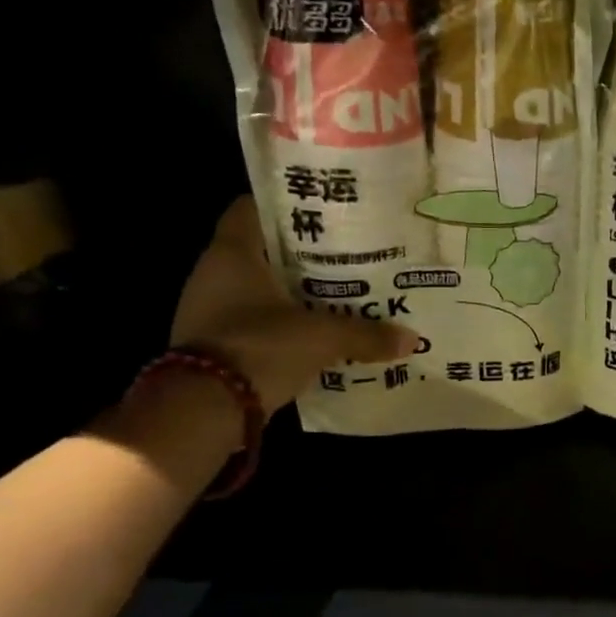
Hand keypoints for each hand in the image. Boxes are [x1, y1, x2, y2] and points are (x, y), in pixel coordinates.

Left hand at [171, 197, 416, 412]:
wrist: (203, 410)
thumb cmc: (259, 347)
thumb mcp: (322, 338)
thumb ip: (366, 334)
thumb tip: (412, 339)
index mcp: (232, 252)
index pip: (252, 208)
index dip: (288, 207)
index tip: (326, 215)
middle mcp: (214, 274)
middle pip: (264, 251)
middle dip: (304, 255)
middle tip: (349, 257)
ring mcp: (210, 311)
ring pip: (261, 290)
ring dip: (296, 294)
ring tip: (343, 296)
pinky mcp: (215, 344)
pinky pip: (257, 323)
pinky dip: (284, 326)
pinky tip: (318, 335)